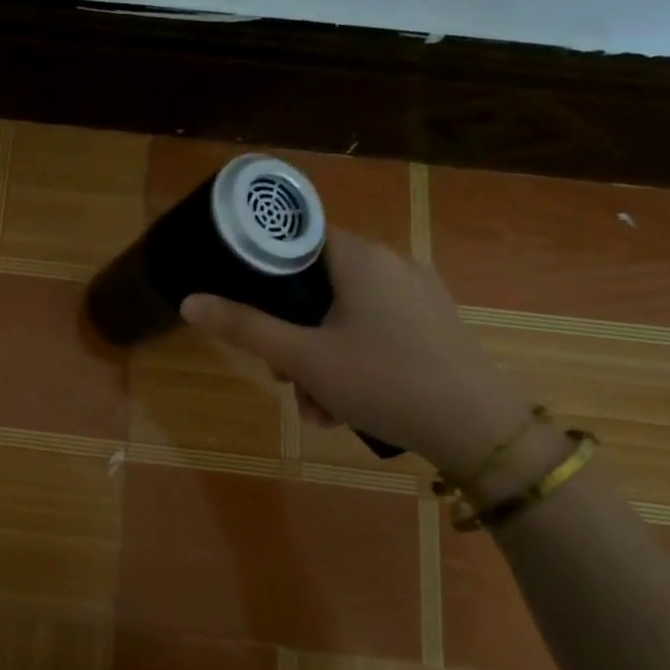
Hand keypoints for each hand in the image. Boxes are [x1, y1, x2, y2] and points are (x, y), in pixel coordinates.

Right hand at [180, 229, 531, 477]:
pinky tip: (347, 405)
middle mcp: (391, 263)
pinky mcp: (433, 323)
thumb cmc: (384, 381)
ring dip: (318, 358)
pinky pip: (374, 329)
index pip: (296, 238)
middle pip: (316, 285)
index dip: (264, 270)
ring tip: (317, 408)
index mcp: (360, 257)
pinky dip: (352, 360)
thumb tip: (189, 302)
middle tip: (284, 377)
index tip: (248, 309)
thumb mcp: (302, 358)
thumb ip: (244, 327)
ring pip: (343, 314)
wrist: (480, 431)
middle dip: (291, 334)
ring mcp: (418, 294)